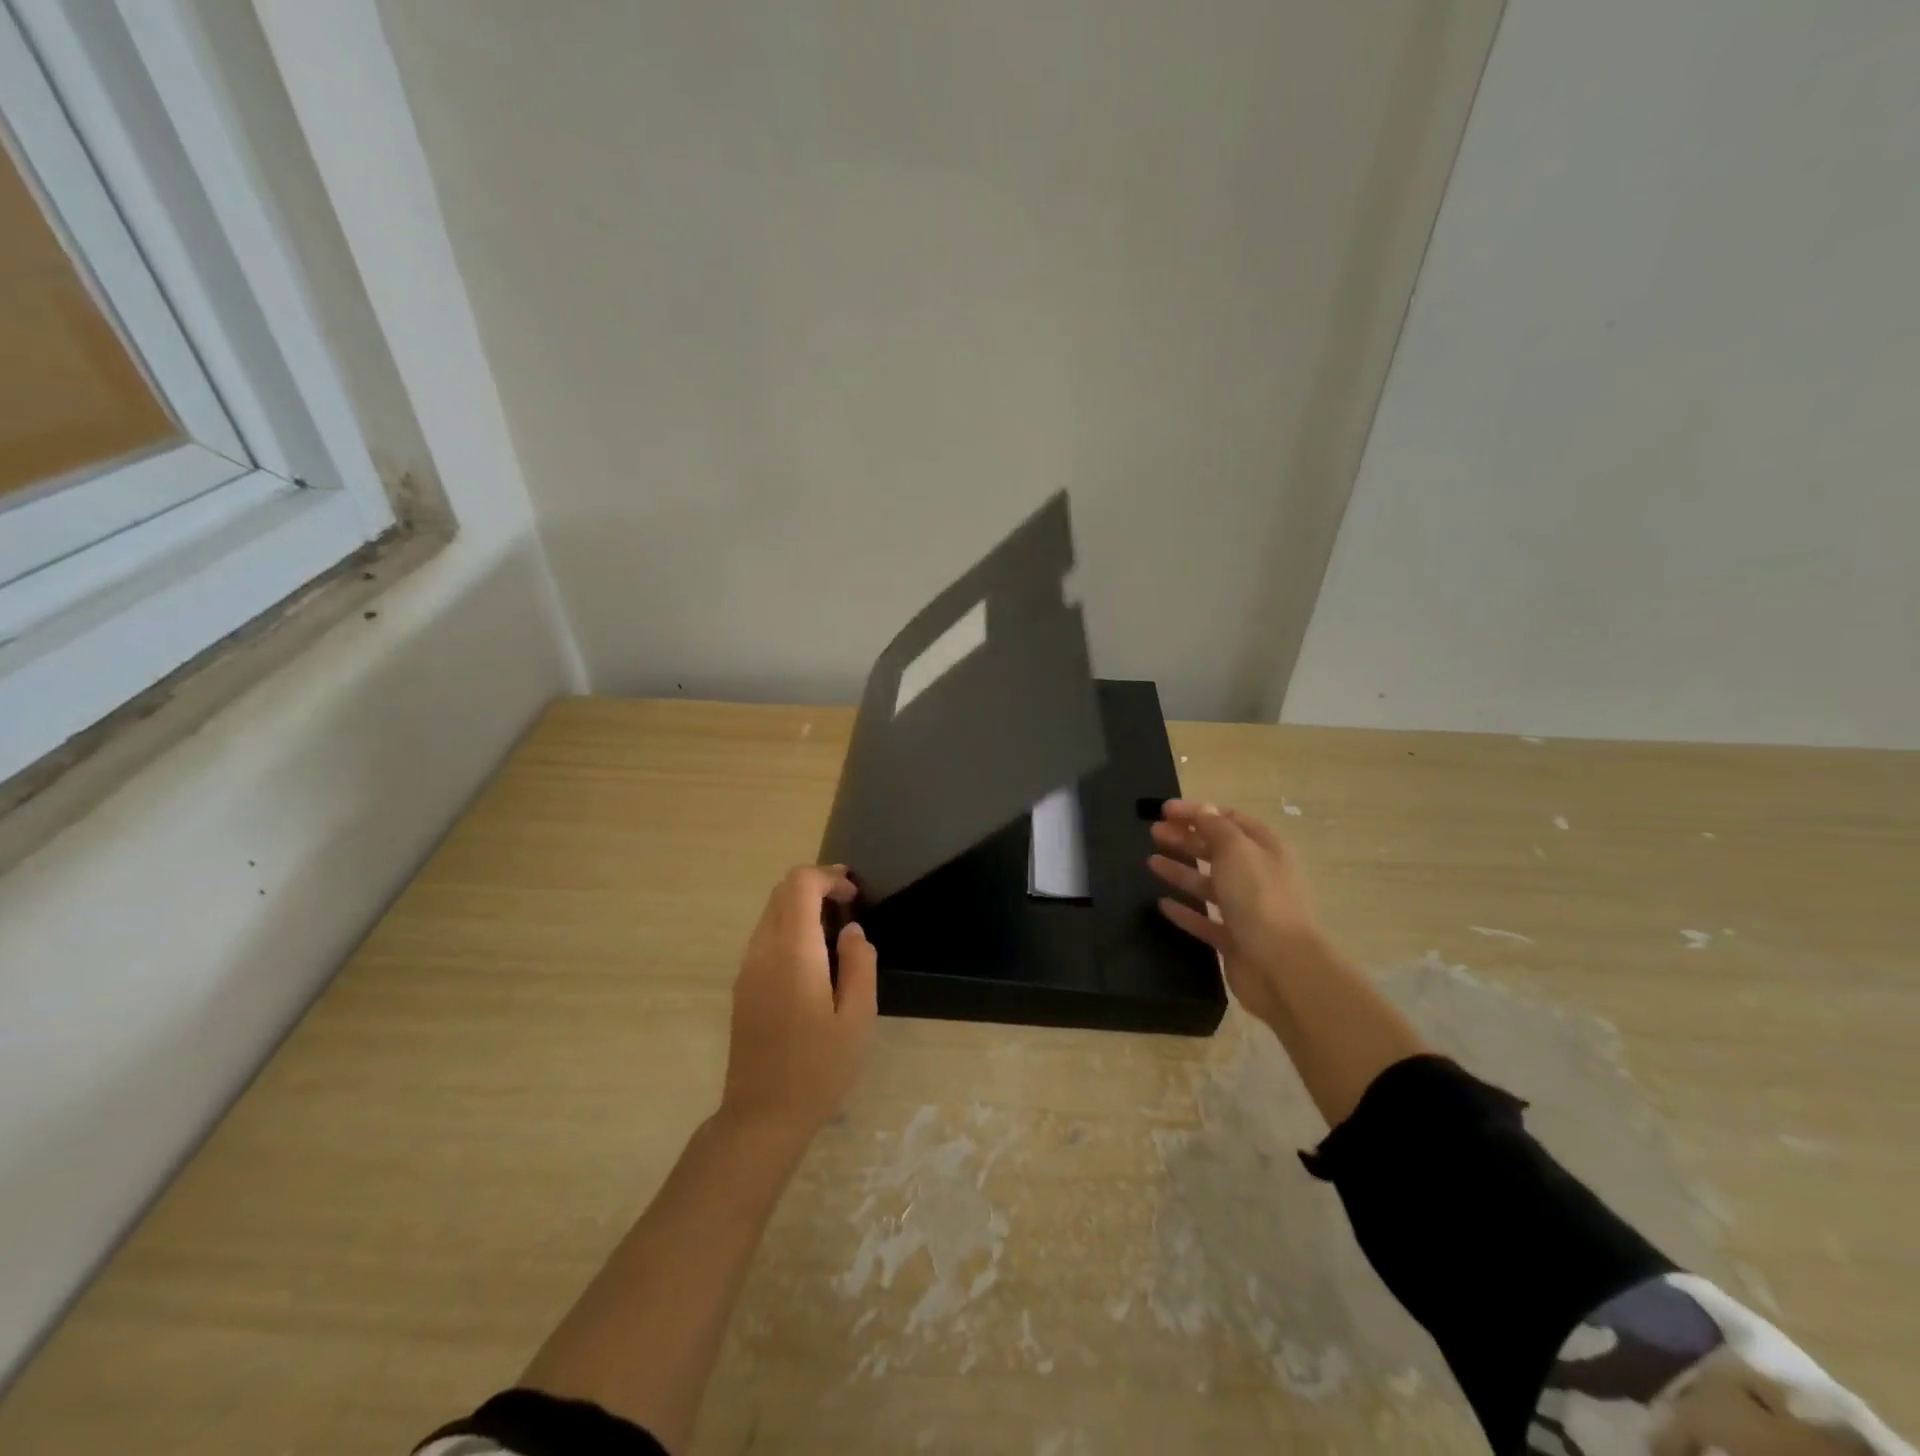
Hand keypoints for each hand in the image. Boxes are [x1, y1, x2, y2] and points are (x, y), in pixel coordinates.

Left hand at [719, 865, 877, 1142]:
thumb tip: (851, 931)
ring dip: (800, 906)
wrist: (762, 1118)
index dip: (828, 877)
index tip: (855, 895)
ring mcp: (747, 970)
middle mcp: (762, 951)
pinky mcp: (742, 987)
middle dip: (815, 885)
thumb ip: (860, 965)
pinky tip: (813, 956)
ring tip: (835, 928)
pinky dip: (789, 927)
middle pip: (781, 893)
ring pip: (770, 913)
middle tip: (849, 903)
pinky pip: (764, 937)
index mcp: (792, 953)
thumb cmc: (819, 1069)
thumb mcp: (857, 1018)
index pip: (799, 885)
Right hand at [1147, 800, 1322, 1027]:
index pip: (1229, 819)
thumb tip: (1203, 810)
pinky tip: (1162, 904)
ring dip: (1181, 871)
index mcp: (1265, 849)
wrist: (1281, 967)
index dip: (1197, 812)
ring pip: (1209, 884)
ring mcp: (1247, 910)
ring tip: (1151, 863)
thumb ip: (1216, 827)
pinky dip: (1185, 911)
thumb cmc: (1259, 898)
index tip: (1164, 811)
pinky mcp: (1234, 940)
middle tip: (1153, 833)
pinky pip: (1205, 920)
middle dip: (1185, 838)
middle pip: (1218, 851)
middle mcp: (1259, 876)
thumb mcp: (1236, 850)